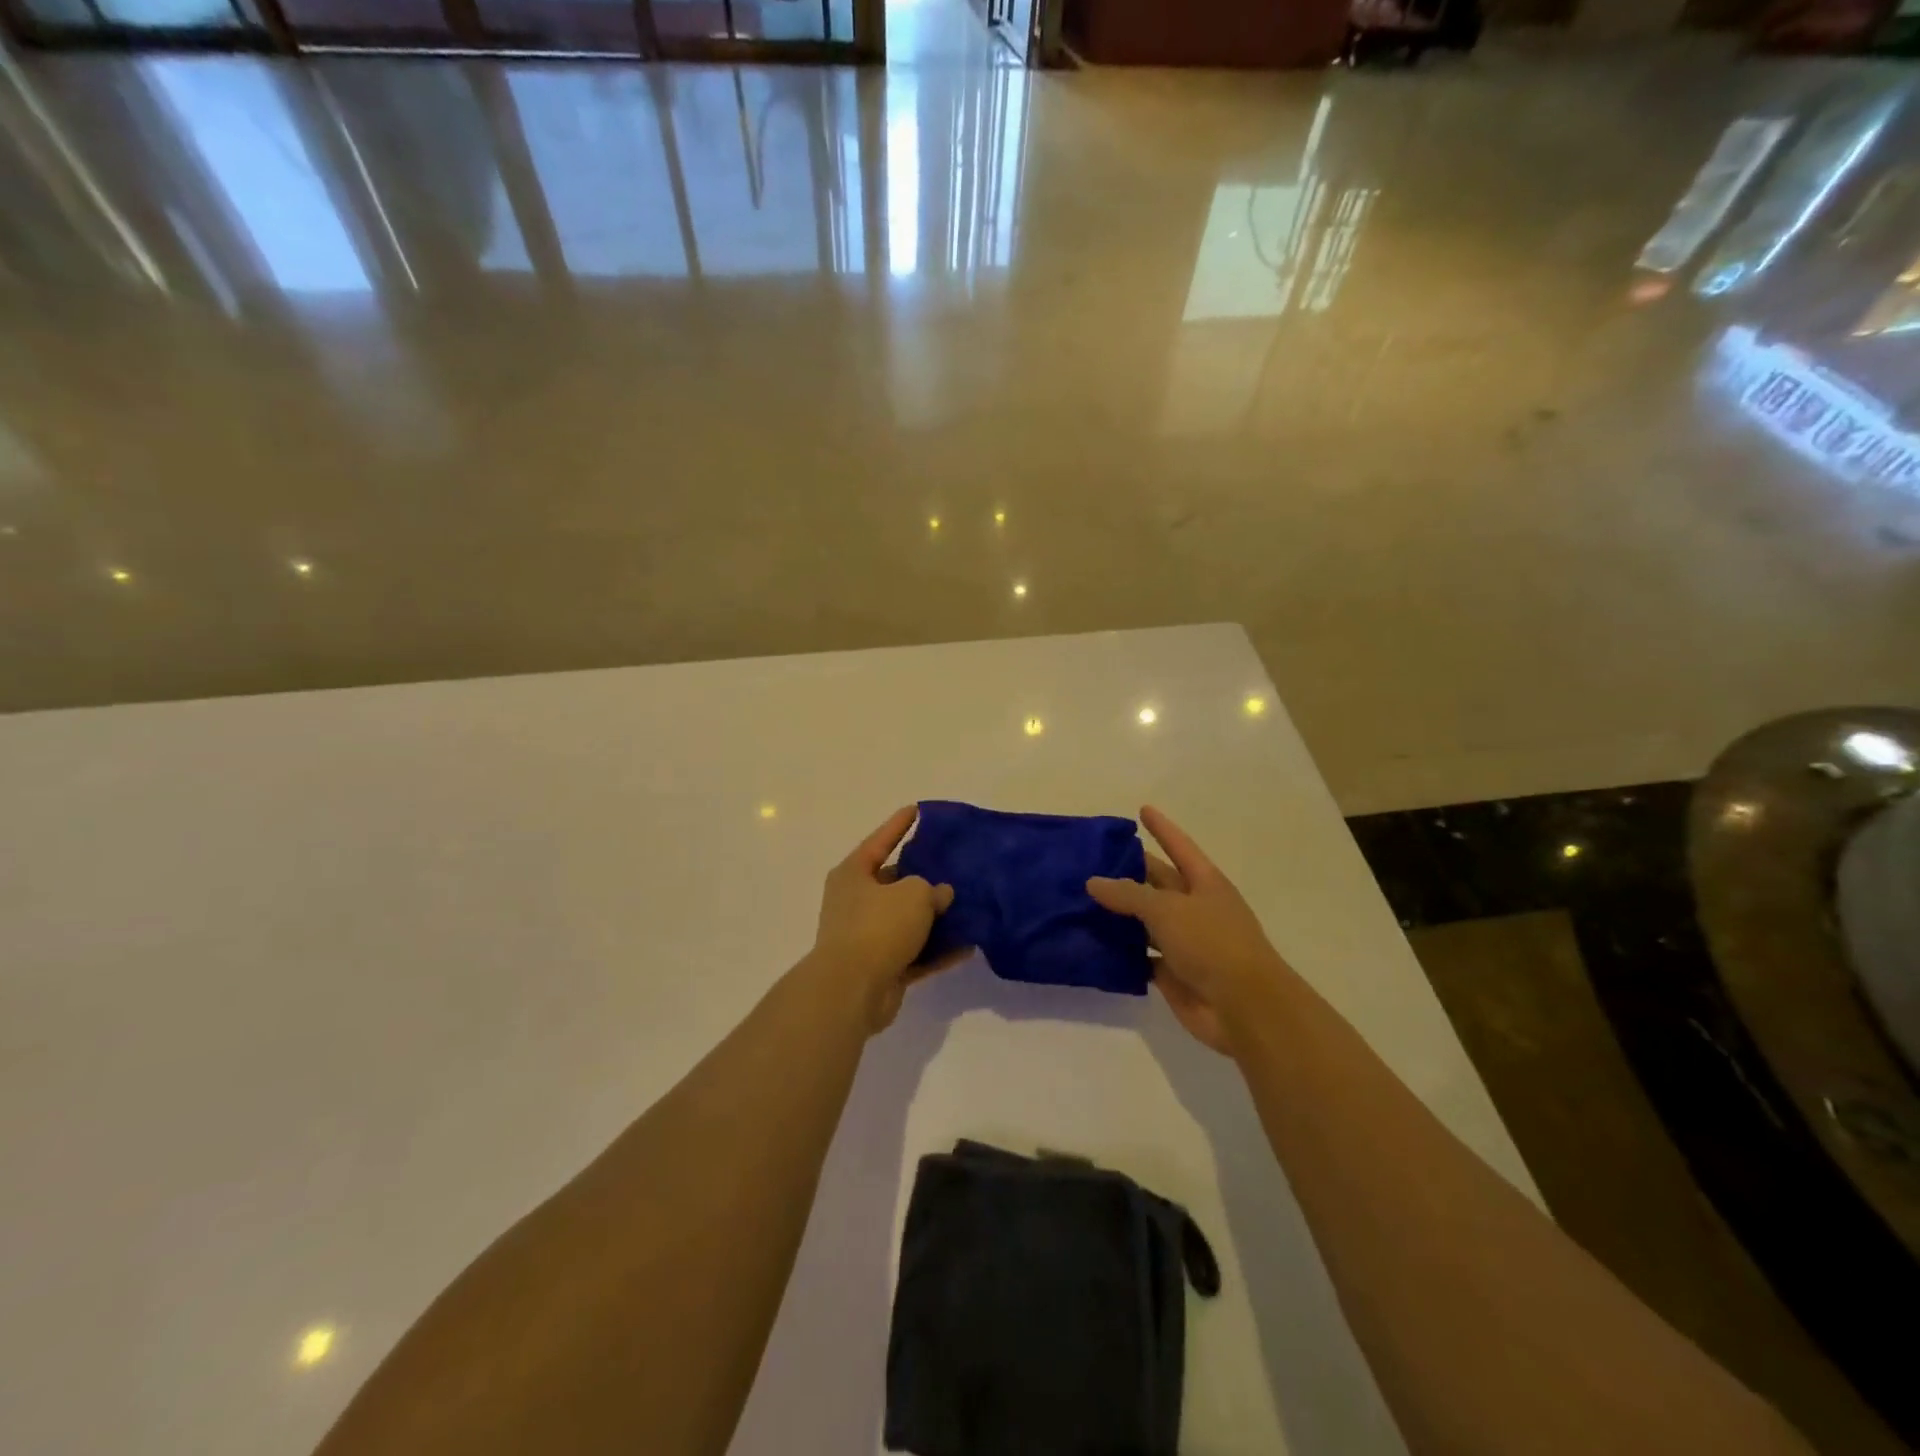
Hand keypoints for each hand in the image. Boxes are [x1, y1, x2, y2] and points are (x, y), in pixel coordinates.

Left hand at [807, 806, 960, 1033]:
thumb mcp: (913, 894)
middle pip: (895, 883)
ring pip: (907, 920)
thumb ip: (931, 889)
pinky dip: (937, 951)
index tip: (918, 810)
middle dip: (924, 877)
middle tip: (954, 867)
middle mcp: (856, 902)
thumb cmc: (877, 927)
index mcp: (854, 874)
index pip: (881, 840)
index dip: (900, 824)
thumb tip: (940, 894)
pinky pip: (915, 953)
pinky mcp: (881, 967)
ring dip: (935, 918)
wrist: (852, 990)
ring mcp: (867, 937)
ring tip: (968, 907)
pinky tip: (967, 947)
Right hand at [1087, 806, 1289, 1055]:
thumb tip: (1094, 882)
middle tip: (1089, 861)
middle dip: (1127, 872)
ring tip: (1079, 901)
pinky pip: (1140, 956)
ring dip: (1118, 915)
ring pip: (1145, 922)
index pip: (1179, 846)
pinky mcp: (1173, 973)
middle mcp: (1195, 908)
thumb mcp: (1167, 909)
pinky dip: (1120, 952)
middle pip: (1156, 883)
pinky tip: (1091, 944)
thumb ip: (1128, 894)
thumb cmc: (1212, 943)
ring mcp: (1185, 942)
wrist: (1244, 1007)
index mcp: (1204, 883)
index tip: (1142, 809)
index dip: (1161, 828)